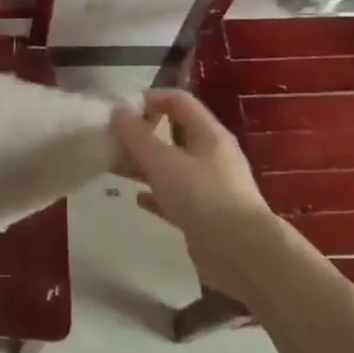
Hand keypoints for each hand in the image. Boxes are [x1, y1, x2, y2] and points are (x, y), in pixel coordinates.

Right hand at [110, 89, 280, 300]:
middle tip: (112, 140)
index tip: (122, 109)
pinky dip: (156, 194)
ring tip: (114, 166)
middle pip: (173, 134)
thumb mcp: (163, 162)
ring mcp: (209, 186)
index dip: (150, 98)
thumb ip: (137, 137)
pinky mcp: (204, 214)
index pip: (179, 101)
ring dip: (144, 164)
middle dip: (142, 134)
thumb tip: (117, 112)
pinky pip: (175, 196)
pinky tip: (137, 198)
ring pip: (171, 166)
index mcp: (208, 134)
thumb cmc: (203, 197)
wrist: (241, 254)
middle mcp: (211, 156)